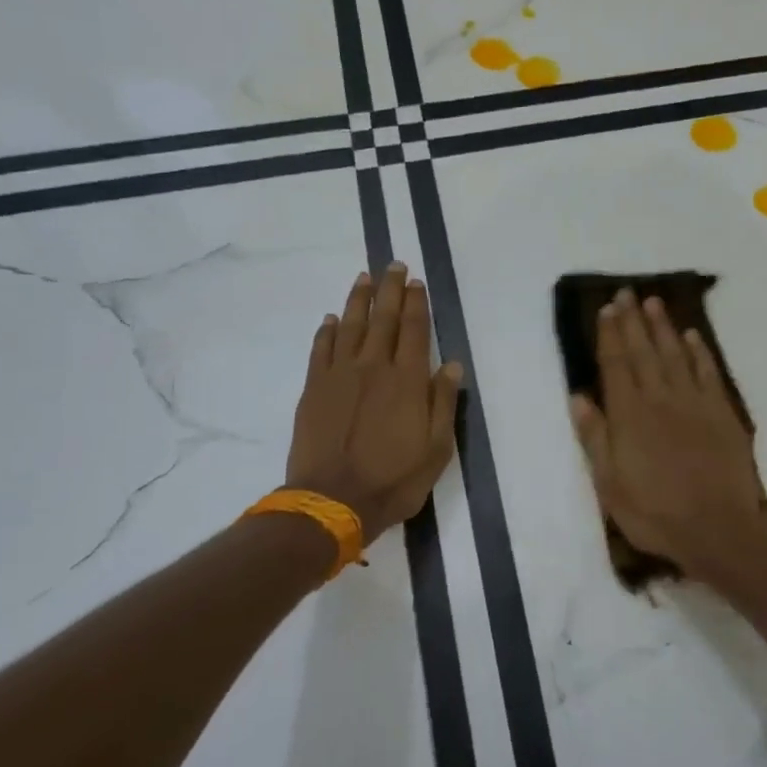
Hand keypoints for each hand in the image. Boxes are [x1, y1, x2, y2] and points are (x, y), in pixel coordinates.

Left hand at [286, 264, 463, 546]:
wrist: (332, 502)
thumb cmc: (394, 480)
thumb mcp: (437, 449)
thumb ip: (443, 403)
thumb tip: (452, 365)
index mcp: (408, 381)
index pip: (415, 331)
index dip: (416, 303)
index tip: (416, 282)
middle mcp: (374, 368)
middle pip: (383, 319)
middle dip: (390, 290)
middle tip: (393, 265)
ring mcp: (340, 376)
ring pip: (350, 327)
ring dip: (358, 300)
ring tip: (364, 278)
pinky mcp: (314, 389)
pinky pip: (321, 350)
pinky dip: (327, 331)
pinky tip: (331, 319)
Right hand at [569, 288, 766, 576]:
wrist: (718, 529)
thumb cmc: (655, 512)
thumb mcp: (609, 484)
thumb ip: (594, 437)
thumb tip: (578, 397)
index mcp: (629, 415)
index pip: (616, 364)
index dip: (610, 335)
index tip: (606, 309)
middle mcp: (660, 399)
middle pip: (644, 351)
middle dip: (633, 320)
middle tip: (627, 293)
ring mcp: (694, 403)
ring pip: (676, 354)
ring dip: (664, 327)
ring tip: (654, 302)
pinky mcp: (722, 413)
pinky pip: (708, 372)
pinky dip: (699, 352)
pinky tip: (692, 336)